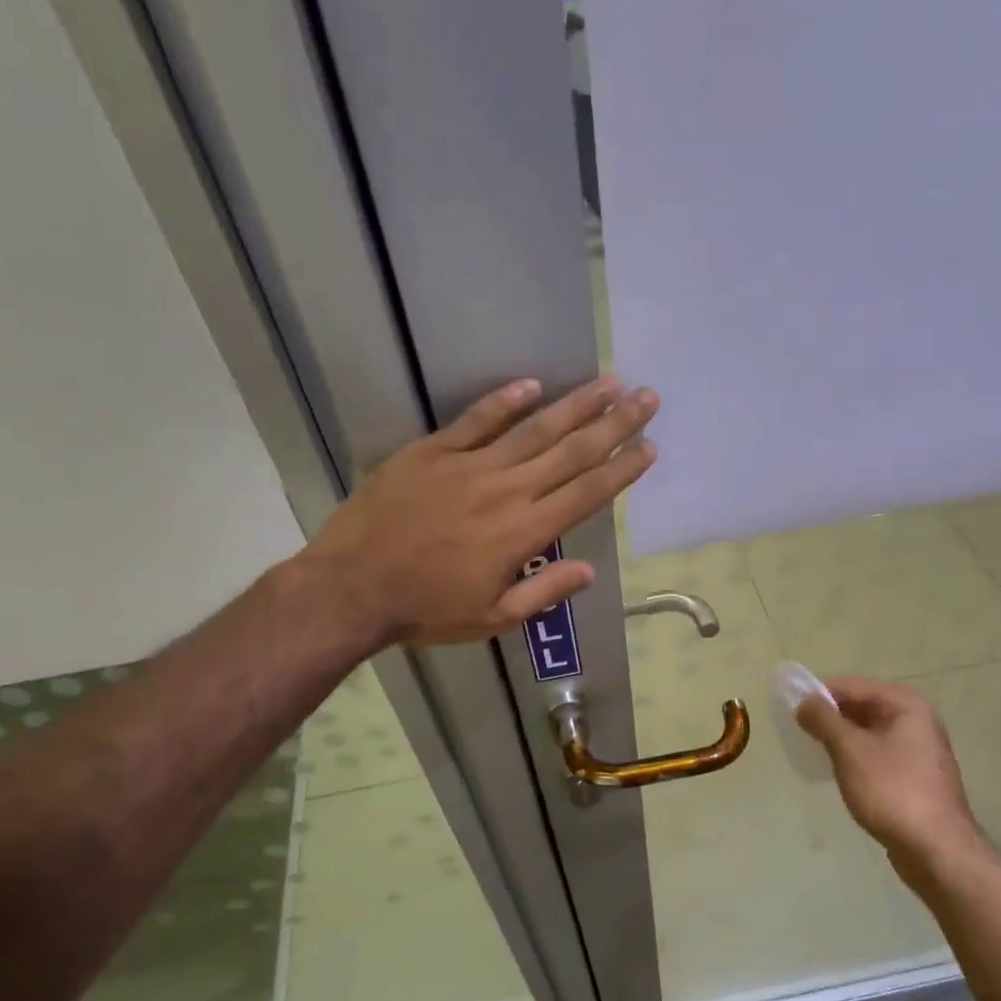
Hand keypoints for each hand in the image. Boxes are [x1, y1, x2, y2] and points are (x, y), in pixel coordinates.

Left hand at [305, 377, 657, 645]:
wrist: (352, 588)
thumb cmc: (425, 610)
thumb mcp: (492, 618)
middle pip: (571, 452)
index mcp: (524, 533)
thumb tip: (590, 570)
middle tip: (646, 397)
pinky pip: (475, 420)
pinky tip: (532, 384)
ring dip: (574, 404)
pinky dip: (504, 401)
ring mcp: (468, 467)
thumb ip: (544, 593)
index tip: (648, 446)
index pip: (586, 494)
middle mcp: (506, 491)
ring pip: (533, 429)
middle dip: (614, 424)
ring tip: (608, 382)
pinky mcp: (432, 452)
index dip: (622, 469)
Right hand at [795, 676, 991, 891]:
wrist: (936, 849)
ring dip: (840, 739)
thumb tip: (803, 700)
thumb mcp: (850, 750)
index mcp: (906, 704)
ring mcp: (918, 749)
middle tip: (797, 732)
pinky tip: (836, 772)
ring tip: (812, 751)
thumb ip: (824, 720)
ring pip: (867, 732)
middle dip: (829, 717)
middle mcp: (916, 719)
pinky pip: (876, 754)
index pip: (851, 686)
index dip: (819, 695)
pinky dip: (854, 757)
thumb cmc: (892, 791)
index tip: (789, 709)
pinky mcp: (913, 776)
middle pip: (861, 707)